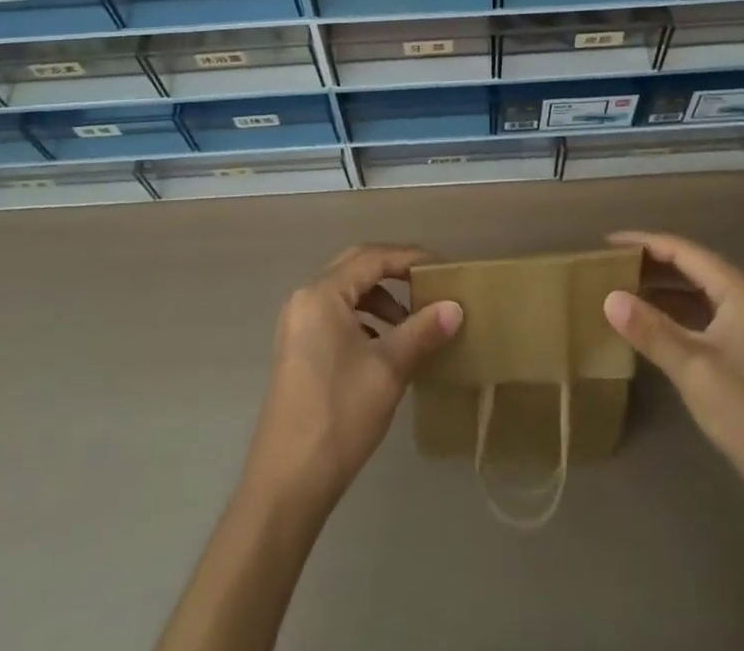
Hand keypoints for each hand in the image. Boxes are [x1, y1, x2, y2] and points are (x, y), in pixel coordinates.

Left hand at [242, 244, 462, 515]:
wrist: (287, 485)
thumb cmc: (339, 416)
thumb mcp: (389, 370)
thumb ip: (423, 332)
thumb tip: (456, 307)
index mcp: (322, 294)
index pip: (373, 257)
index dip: (411, 258)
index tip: (444, 269)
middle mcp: (306, 299)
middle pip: (357, 268)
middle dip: (396, 274)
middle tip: (430, 287)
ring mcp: (298, 325)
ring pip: (347, 294)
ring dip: (381, 301)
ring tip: (413, 324)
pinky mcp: (299, 349)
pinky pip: (337, 316)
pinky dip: (365, 321)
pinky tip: (387, 347)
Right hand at [603, 231, 743, 507]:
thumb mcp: (693, 368)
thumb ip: (651, 329)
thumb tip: (609, 297)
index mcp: (740, 291)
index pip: (684, 250)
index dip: (644, 243)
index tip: (606, 244)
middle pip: (691, 267)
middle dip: (651, 264)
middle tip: (609, 266)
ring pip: (696, 292)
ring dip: (661, 289)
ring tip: (621, 289)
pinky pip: (702, 316)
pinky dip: (674, 314)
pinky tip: (649, 324)